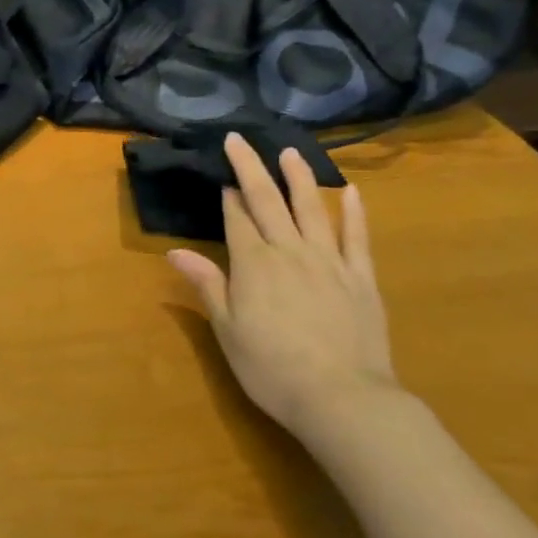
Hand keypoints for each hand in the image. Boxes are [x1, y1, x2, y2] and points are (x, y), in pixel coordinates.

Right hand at [167, 133, 402, 447]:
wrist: (343, 398)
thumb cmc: (271, 368)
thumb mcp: (227, 329)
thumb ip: (207, 285)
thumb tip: (175, 251)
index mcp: (253, 264)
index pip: (237, 219)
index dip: (227, 195)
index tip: (220, 174)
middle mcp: (290, 252)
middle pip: (268, 201)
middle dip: (251, 169)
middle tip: (240, 139)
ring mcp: (330, 262)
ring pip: (311, 209)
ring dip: (298, 177)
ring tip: (289, 152)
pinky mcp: (361, 278)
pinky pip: (356, 237)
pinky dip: (353, 212)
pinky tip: (349, 191)